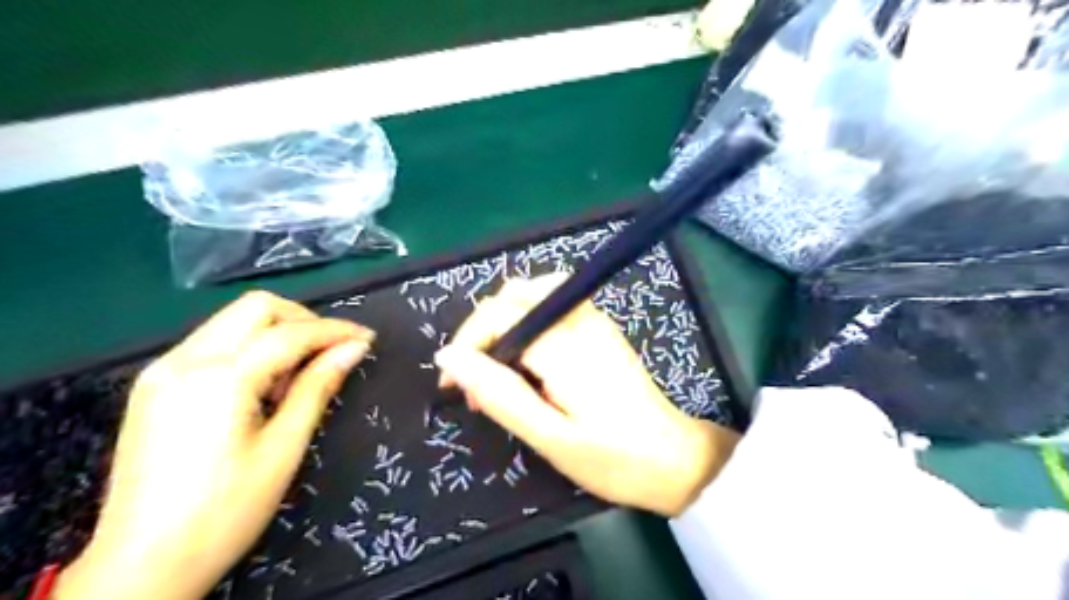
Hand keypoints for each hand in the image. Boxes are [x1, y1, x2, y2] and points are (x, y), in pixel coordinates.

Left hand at [59, 291, 375, 599]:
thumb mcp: (284, 449)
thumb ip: (318, 387)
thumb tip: (355, 348)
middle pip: (256, 307)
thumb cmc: (225, 512)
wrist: (140, 567)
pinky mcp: (154, 386)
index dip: (335, 331)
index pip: (290, 332)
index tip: (368, 339)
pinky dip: (249, 349)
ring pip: (233, 321)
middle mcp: (183, 360)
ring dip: (277, 334)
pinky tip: (262, 387)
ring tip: (295, 378)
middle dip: (304, 321)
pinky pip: (213, 344)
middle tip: (331, 353)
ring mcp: (162, 371)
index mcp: (218, 378)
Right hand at [438, 276, 741, 513]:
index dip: (467, 343)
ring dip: (504, 326)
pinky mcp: (600, 328)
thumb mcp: (549, 437)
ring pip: (531, 295)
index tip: (453, 385)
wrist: (675, 460)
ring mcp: (594, 319)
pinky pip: (551, 306)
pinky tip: (529, 362)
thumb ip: (498, 393)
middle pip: (512, 296)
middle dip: (483, 334)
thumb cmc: (613, 458)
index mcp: (565, 343)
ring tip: (500, 371)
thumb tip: (449, 358)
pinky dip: (527, 325)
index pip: (498, 314)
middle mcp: (580, 318)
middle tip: (479, 385)